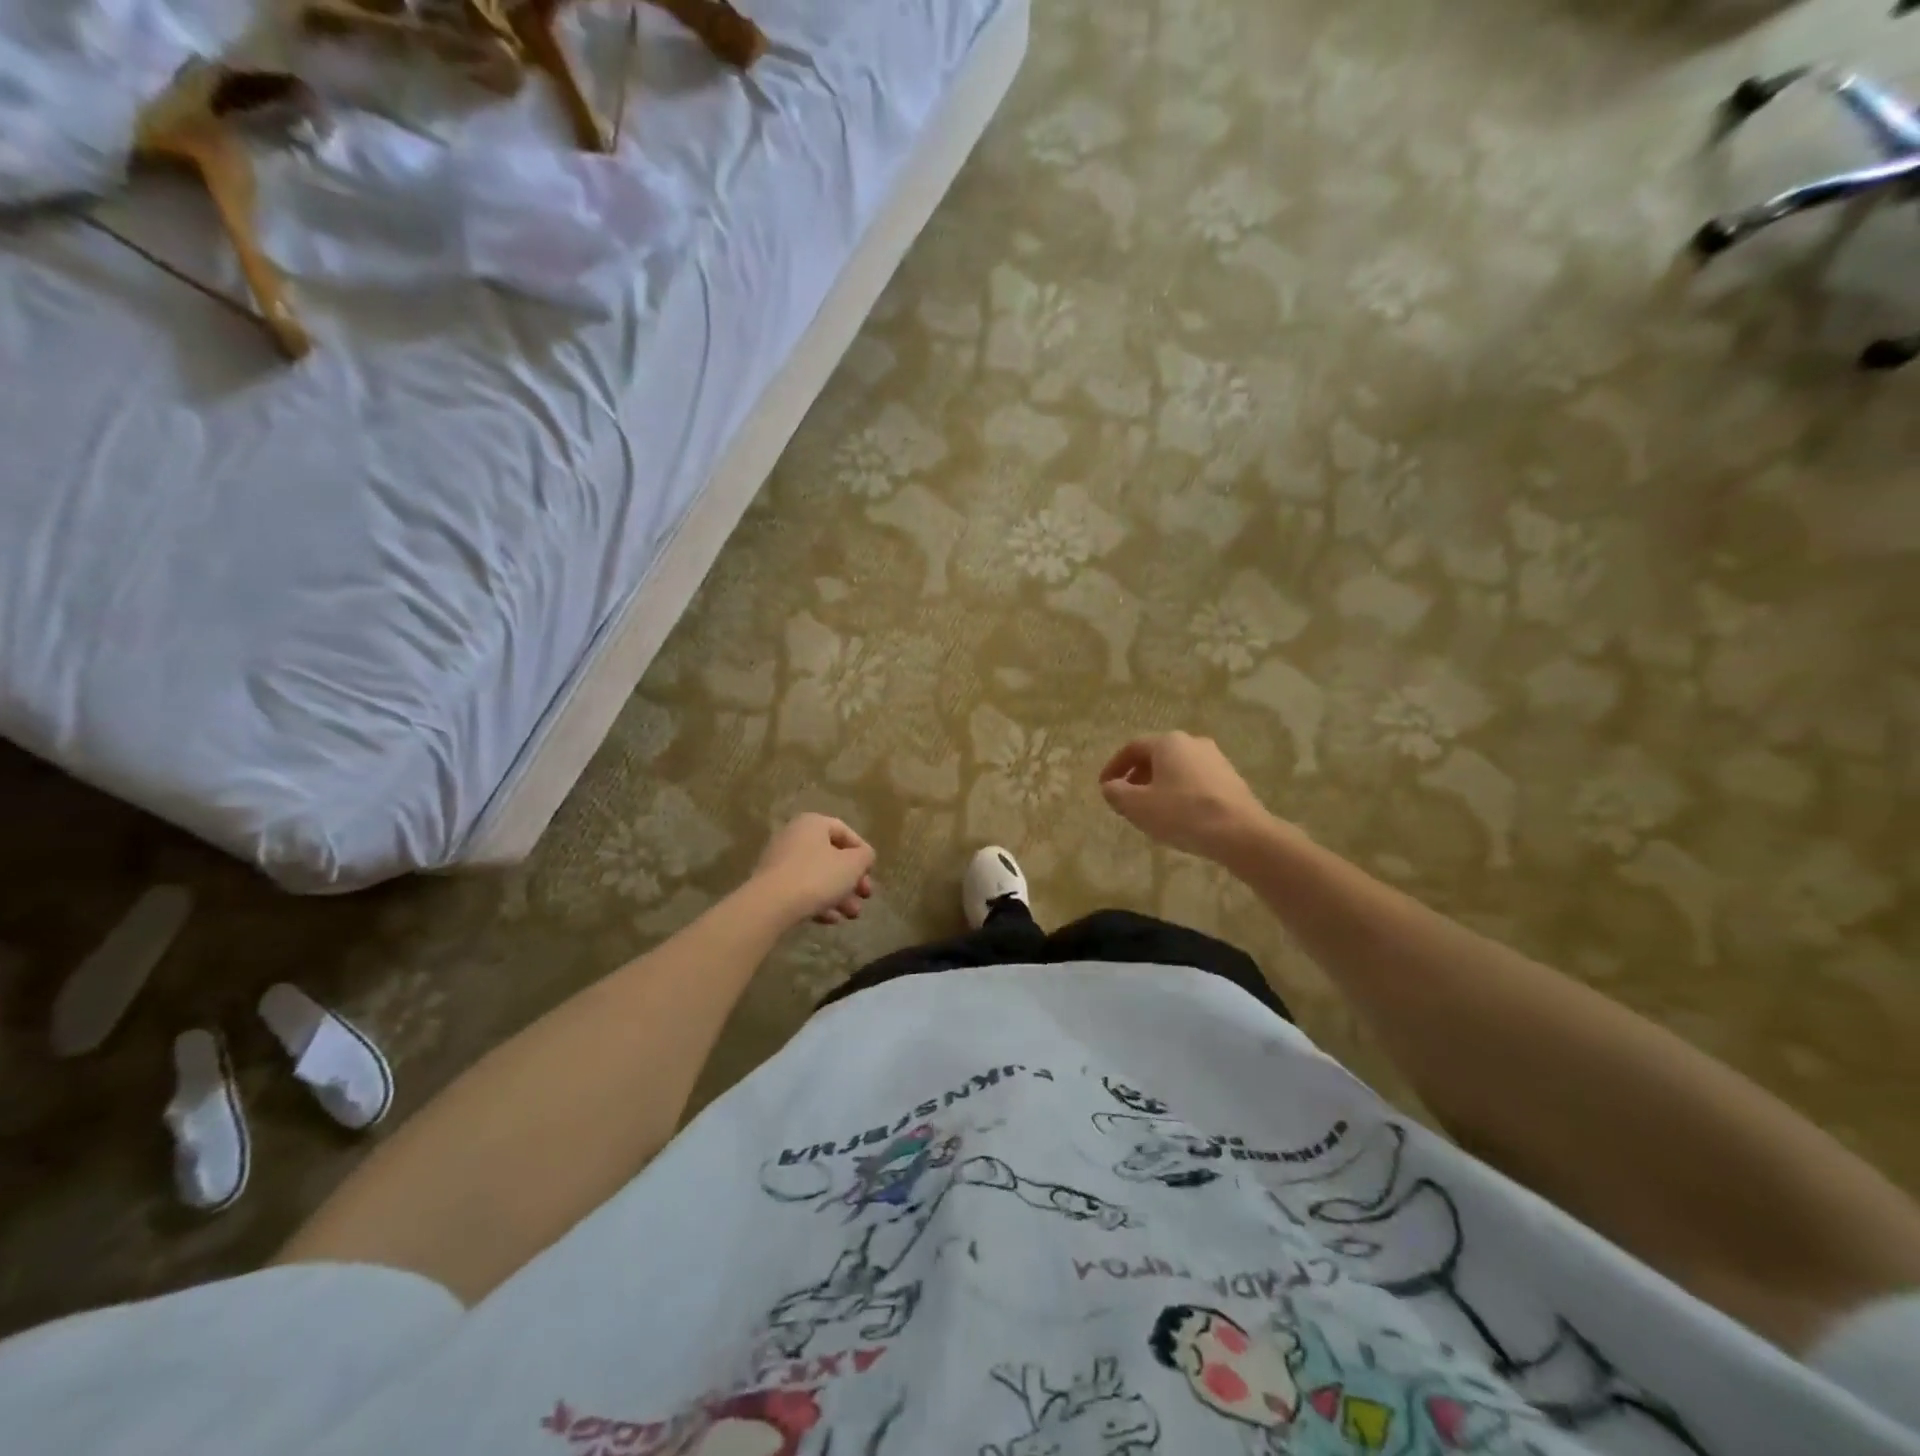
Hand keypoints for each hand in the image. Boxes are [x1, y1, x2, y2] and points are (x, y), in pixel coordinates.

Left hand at [753, 814, 875, 926]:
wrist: (770, 905)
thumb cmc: (817, 876)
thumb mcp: (852, 865)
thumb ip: (865, 856)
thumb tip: (864, 856)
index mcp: (812, 823)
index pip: (845, 832)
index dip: (862, 852)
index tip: (870, 872)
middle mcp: (794, 836)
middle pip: (831, 856)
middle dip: (852, 879)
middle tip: (864, 896)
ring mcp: (779, 861)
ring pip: (817, 875)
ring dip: (839, 894)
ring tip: (851, 915)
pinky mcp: (771, 885)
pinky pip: (801, 889)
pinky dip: (818, 901)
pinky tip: (830, 919)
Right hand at [1098, 733, 1276, 862]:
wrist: (1240, 833)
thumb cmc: (1182, 813)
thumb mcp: (1138, 806)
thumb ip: (1116, 793)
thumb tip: (1110, 787)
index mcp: (1168, 742)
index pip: (1132, 748)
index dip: (1114, 767)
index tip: (1104, 787)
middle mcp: (1193, 743)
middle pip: (1156, 756)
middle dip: (1137, 777)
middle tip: (1126, 799)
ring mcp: (1216, 760)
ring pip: (1177, 769)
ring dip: (1159, 786)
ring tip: (1151, 811)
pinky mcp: (1231, 779)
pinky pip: (1195, 781)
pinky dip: (1180, 793)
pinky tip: (1178, 816)